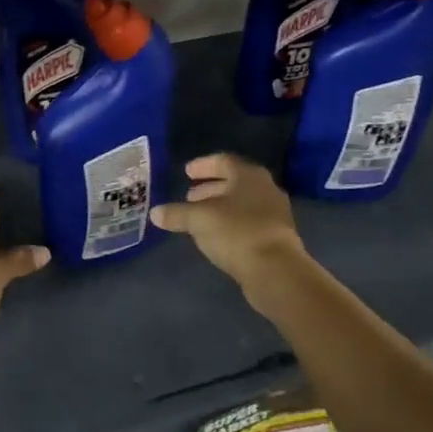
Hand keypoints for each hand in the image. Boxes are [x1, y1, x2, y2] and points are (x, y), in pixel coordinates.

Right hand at [149, 154, 306, 297]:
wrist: (275, 270)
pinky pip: (249, 222)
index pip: (223, 161)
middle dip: (210, 188)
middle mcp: (265, 188)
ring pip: (242, 203)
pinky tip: (217, 235)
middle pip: (234, 182)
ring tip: (199, 217)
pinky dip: (231, 223)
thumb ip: (176, 213)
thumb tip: (155, 213)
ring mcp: (275, 213)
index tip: (187, 172)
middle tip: (190, 196)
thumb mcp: (198, 220)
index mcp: (248, 175)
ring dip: (220, 207)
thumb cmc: (236, 232)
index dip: (203, 165)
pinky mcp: (277, 237)